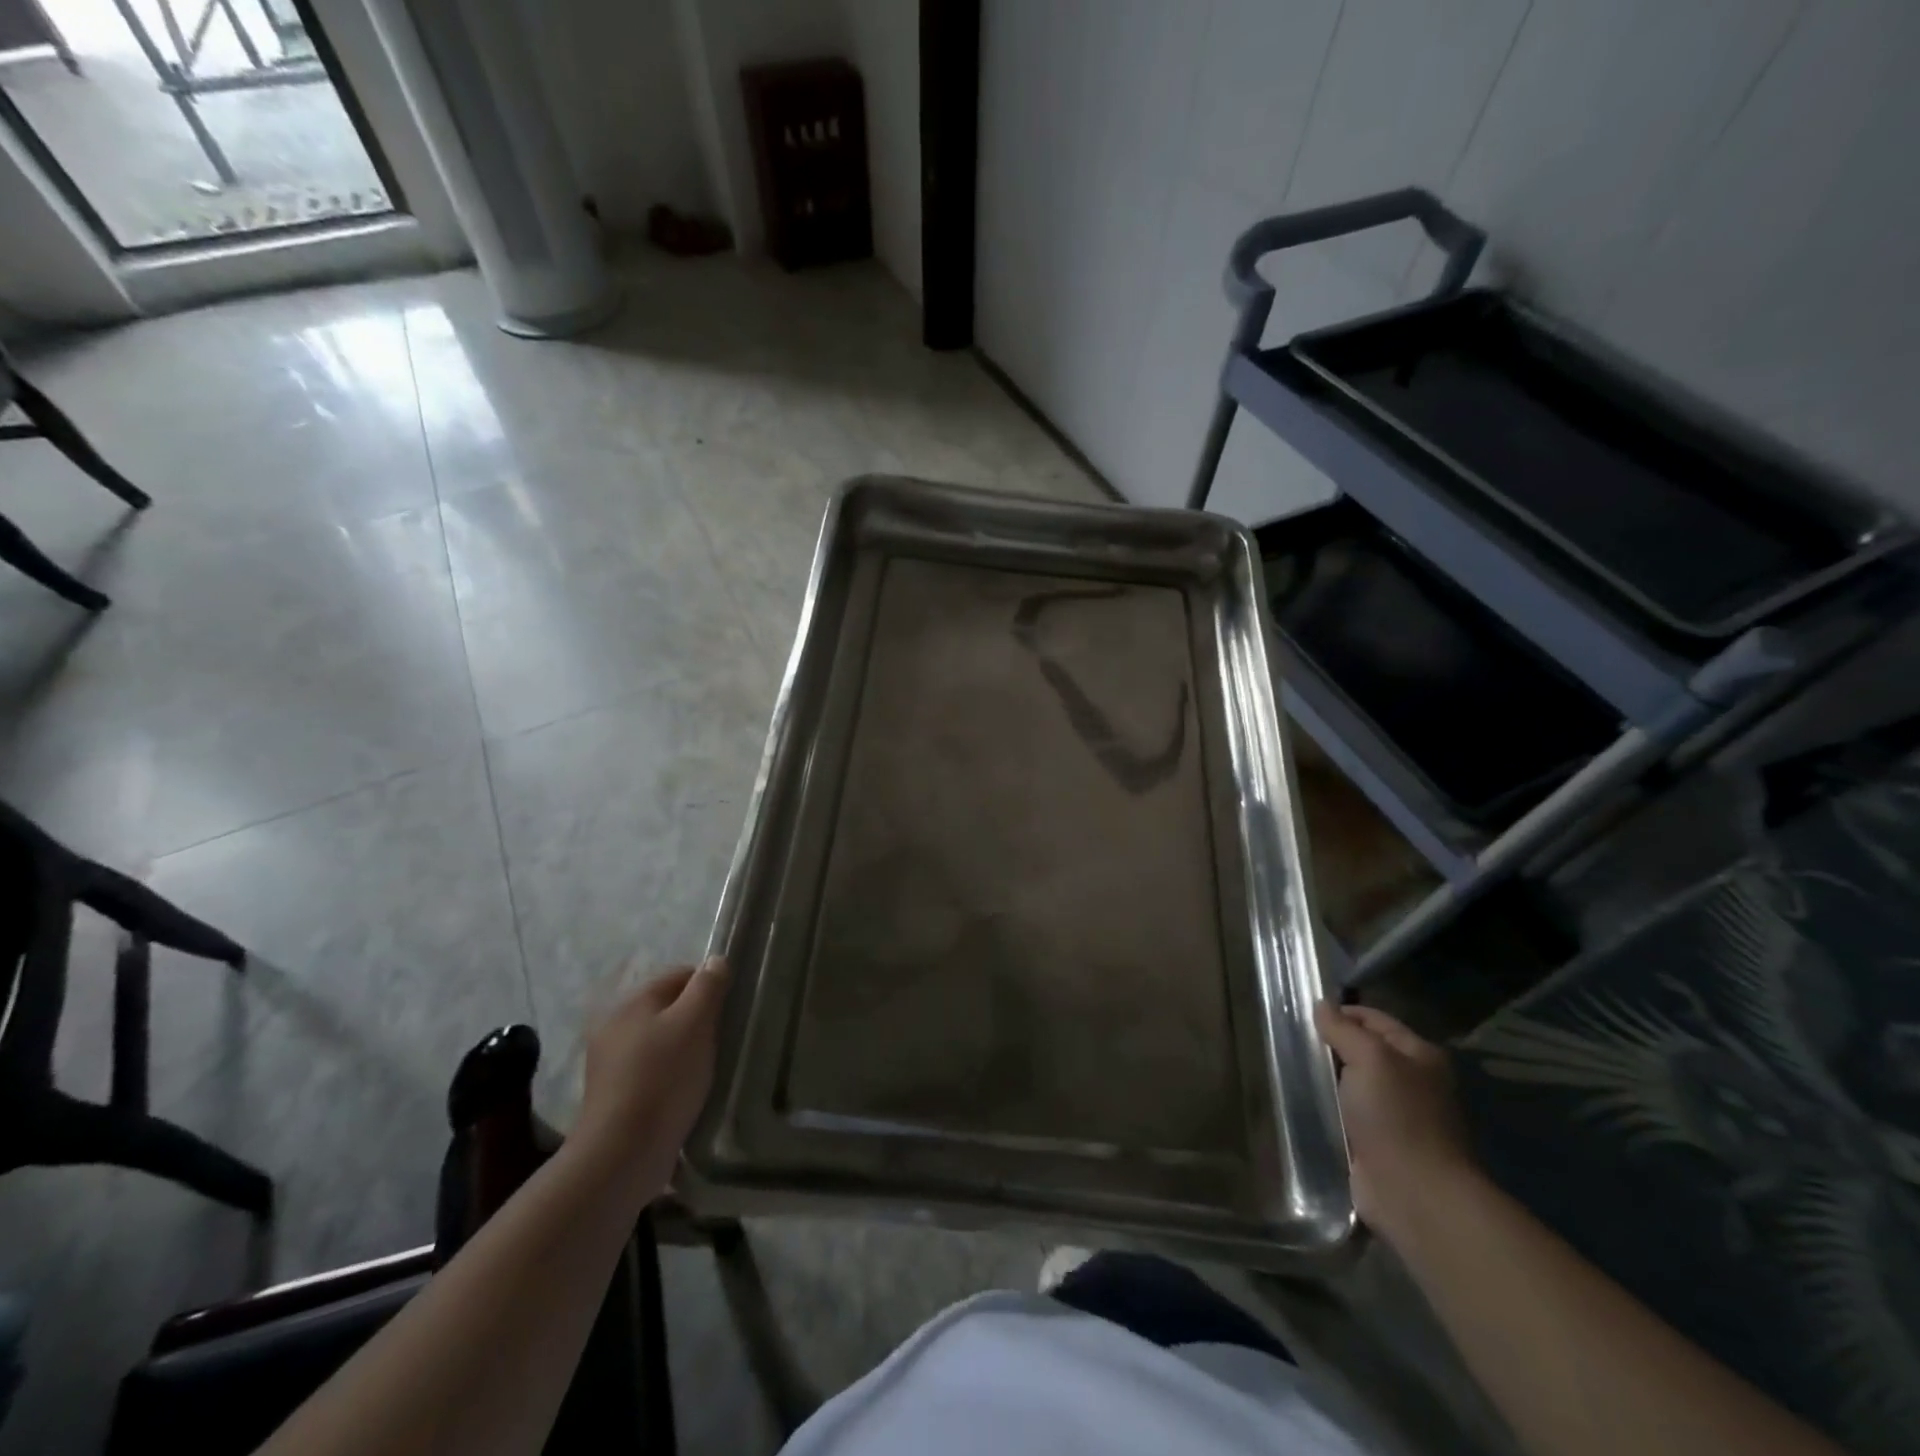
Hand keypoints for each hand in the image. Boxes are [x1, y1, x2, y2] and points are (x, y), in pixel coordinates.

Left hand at [574, 956, 729, 1192]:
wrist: (622, 1155)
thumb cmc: (663, 1078)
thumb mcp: (695, 1023)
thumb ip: (708, 987)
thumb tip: (717, 959)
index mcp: (632, 1000)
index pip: (681, 974)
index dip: (710, 987)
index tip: (730, 1011)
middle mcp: (615, 1024)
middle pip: (670, 1007)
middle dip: (698, 1019)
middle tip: (722, 1040)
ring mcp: (611, 1061)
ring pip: (662, 1039)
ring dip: (686, 1049)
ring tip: (708, 1068)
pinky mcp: (615, 1094)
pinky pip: (652, 1069)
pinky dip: (671, 1074)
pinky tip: (687, 1092)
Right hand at [1315, 1001, 1477, 1244]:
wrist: (1416, 1196)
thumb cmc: (1397, 1118)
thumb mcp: (1370, 1059)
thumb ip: (1343, 1029)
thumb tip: (1321, 1005)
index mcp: (1420, 1056)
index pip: (1374, 1019)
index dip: (1341, 1012)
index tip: (1303, 1013)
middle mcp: (1412, 1082)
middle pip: (1364, 1051)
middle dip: (1331, 1045)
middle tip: (1292, 1041)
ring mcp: (1396, 1116)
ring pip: (1352, 1084)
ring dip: (1328, 1079)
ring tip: (1290, 1068)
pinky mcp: (1378, 1144)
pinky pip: (1347, 1114)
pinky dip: (1329, 1108)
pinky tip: (1303, 1101)